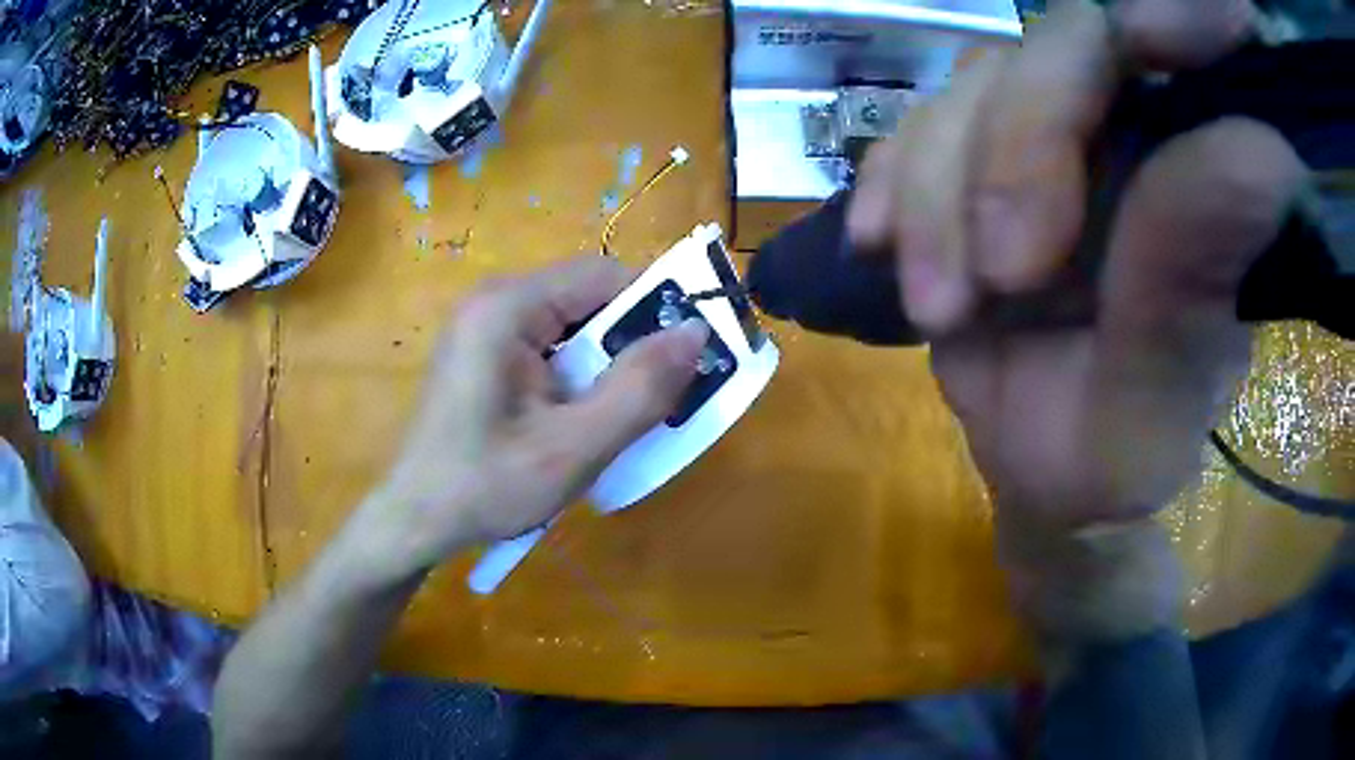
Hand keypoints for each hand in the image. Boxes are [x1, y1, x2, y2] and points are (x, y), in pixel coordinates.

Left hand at [348, 257, 708, 583]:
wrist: (415, 521)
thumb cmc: (485, 487)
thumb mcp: (572, 448)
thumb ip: (638, 390)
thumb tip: (696, 332)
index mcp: (508, 307)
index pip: (605, 276)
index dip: (657, 308)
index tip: (691, 355)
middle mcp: (495, 302)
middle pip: (589, 300)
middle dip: (631, 345)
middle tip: (661, 398)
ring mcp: (486, 328)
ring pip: (574, 328)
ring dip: (607, 367)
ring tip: (623, 417)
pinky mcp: (485, 354)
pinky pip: (551, 350)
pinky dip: (580, 379)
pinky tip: (582, 422)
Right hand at [847, 1, 1307, 633]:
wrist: (1041, 469)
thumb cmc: (1120, 451)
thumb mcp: (1161, 391)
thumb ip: (1197, 274)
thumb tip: (1265, 149)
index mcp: (1207, 176)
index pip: (1201, 43)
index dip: (1181, 15)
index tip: (1155, 39)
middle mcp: (1137, 130)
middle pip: (1065, 43)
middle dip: (1020, 141)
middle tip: (1005, 273)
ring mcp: (1052, 136)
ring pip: (977, 83)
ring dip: (939, 188)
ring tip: (943, 307)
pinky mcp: (979, 161)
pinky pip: (916, 125)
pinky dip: (893, 178)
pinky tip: (882, 246)